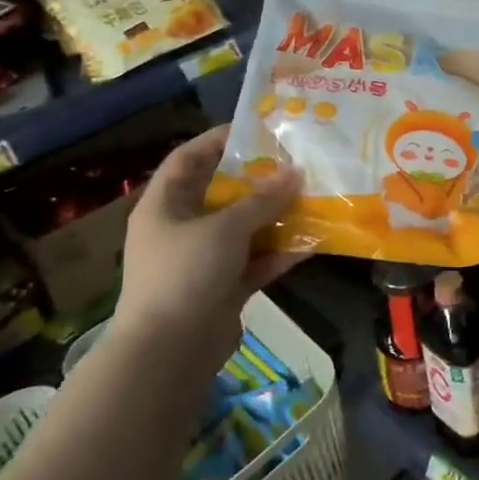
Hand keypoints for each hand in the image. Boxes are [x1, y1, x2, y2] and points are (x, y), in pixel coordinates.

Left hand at [109, 125, 306, 373]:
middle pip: (222, 193)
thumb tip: (295, 172)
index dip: (218, 139)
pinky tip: (313, 241)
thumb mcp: (226, 228)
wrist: (169, 351)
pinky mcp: (223, 287)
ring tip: (313, 197)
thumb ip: (263, 199)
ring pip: (244, 228)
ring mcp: (202, 260)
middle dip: (259, 179)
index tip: (257, 128)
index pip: (188, 158)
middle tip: (296, 162)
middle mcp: (181, 228)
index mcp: (165, 205)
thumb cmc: (186, 273)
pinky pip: (256, 261)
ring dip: (276, 216)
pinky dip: (280, 252)